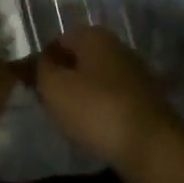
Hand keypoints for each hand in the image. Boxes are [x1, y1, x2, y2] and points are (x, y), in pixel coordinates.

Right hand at [33, 26, 183, 176]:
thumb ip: (40, 70)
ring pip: (97, 78)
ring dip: (82, 94)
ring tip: (68, 119)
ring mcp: (135, 73)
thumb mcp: (54, 88)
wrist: (151, 146)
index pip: (59, 39)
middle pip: (80, 58)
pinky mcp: (145, 100)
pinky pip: (113, 98)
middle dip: (63, 76)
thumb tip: (38, 62)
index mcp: (95, 36)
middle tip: (48, 101)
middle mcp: (117, 47)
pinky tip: (93, 128)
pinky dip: (101, 109)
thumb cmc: (96, 109)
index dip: (43, 60)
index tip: (32, 84)